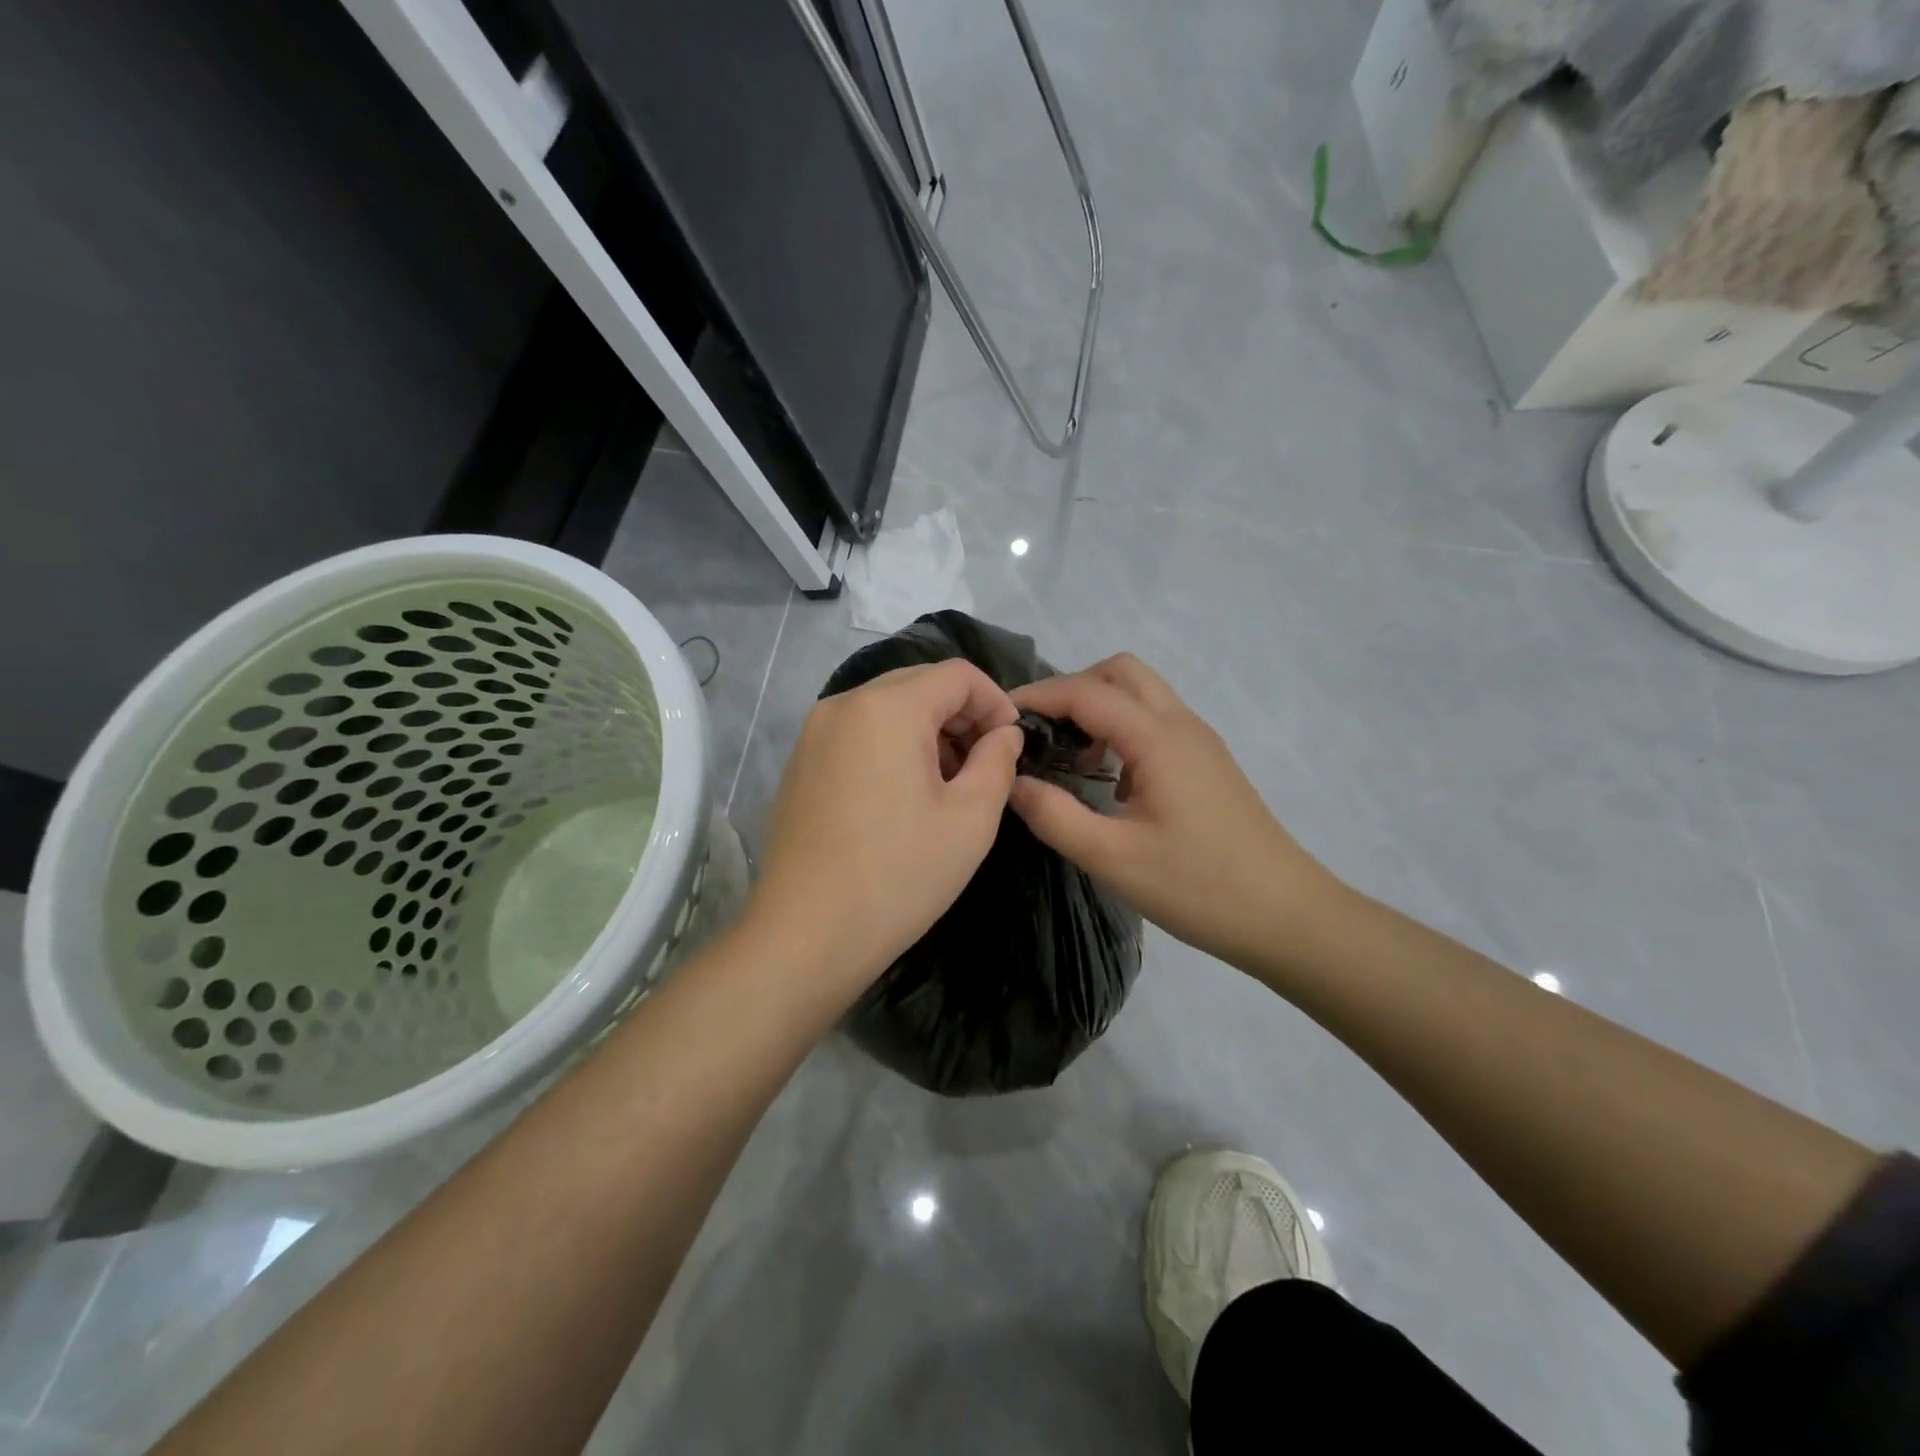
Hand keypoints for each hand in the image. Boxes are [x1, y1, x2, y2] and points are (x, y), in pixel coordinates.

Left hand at [746, 659, 1023, 1001]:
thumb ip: (998, 761)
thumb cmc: (899, 875)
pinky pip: (858, 733)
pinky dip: (892, 747)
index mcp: (887, 708)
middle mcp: (843, 705)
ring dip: (928, 732)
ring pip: (887, 708)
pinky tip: (904, 797)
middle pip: (919, 684)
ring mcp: (814, 734)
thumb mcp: (971, 819)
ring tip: (948, 785)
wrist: (806, 935)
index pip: (957, 675)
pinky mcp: (800, 764)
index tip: (1012, 746)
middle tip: (985, 765)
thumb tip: (1004, 735)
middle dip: (962, 716)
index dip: (996, 702)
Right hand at [1009, 655, 1338, 973]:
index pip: (1086, 692)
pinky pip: (1156, 721)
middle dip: (1073, 689)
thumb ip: (1055, 816)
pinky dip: (1122, 729)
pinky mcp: (1208, 763)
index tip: (999, 718)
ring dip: (1099, 708)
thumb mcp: (1113, 858)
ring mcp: (1200, 742)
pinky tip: (1110, 780)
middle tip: (1041, 732)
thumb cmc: (1198, 887)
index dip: (1038, 696)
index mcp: (1157, 738)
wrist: (1286, 915)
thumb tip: (1013, 783)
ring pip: (1142, 694)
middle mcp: (1181, 725)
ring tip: (1070, 756)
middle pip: (1120, 672)